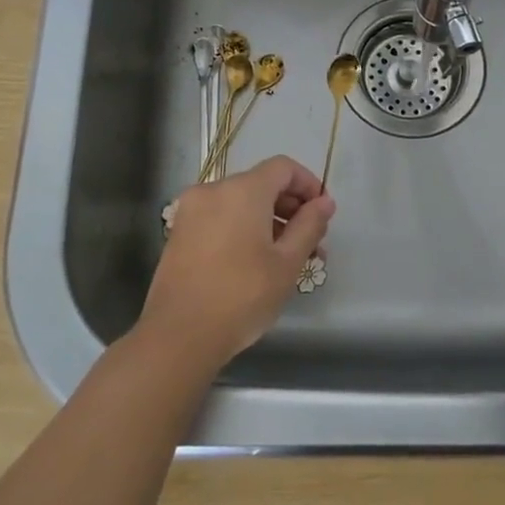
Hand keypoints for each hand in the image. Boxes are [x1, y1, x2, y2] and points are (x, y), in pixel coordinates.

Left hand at [139, 157, 334, 372]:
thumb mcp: (287, 263)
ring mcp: (192, 211)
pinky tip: (255, 261)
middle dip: (290, 208)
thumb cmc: (242, 297)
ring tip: (287, 258)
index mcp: (242, 190)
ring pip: (240, 203)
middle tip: (311, 242)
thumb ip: (309, 226)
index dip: (308, 185)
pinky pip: (220, 217)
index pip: (283, 168)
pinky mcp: (180, 233)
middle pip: (261, 184)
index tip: (323, 214)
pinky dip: (242, 228)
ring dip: (268, 221)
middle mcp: (213, 190)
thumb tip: (324, 203)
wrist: (179, 336)